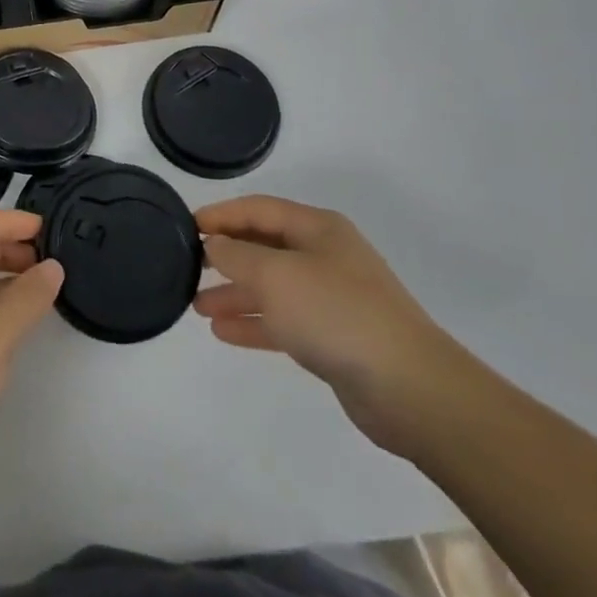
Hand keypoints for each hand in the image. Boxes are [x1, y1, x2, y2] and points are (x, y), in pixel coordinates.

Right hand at [195, 195, 471, 454]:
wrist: (410, 388)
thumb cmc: (336, 313)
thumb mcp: (276, 275)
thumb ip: (237, 256)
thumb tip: (214, 244)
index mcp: (317, 228)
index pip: (258, 209)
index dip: (221, 215)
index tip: (186, 226)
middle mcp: (325, 256)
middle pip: (265, 247)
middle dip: (226, 257)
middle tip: (189, 266)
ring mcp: (332, 298)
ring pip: (272, 287)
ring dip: (235, 294)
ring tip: (197, 306)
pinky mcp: (334, 338)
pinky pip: (284, 322)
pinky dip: (254, 323)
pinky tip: (223, 333)